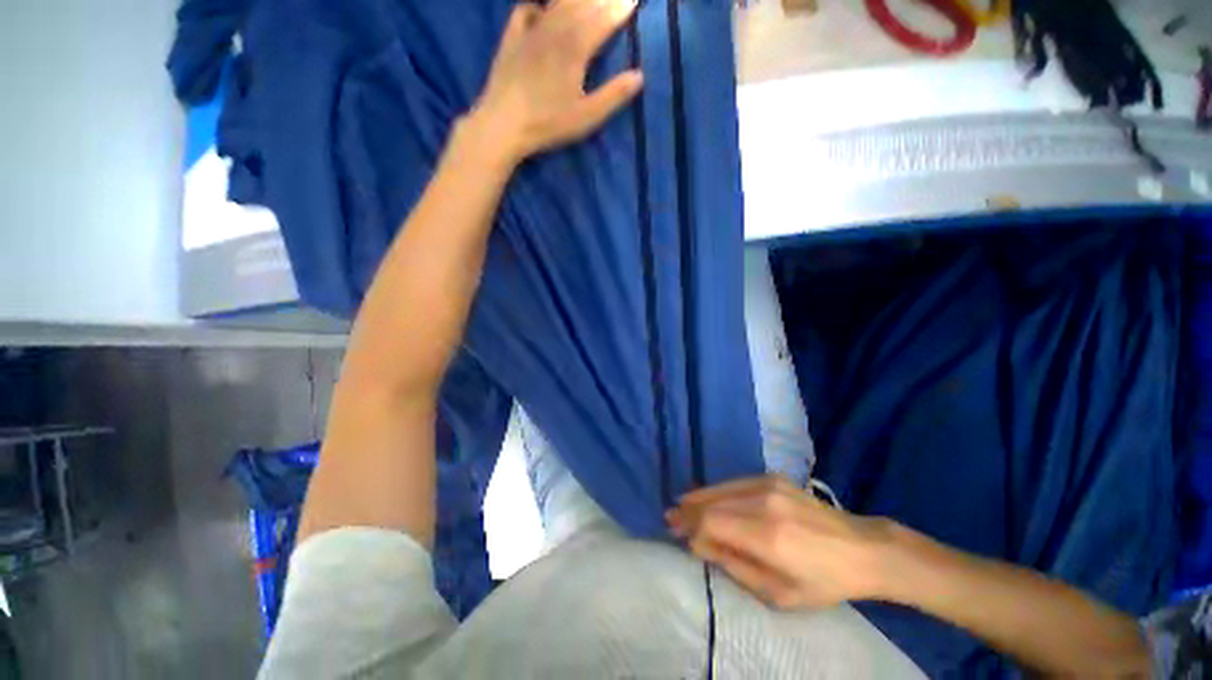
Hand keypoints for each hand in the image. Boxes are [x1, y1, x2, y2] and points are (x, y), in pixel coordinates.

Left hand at [469, 0, 642, 162]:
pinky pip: (525, 11)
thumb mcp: (586, 117)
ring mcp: (530, 31)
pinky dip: (537, 5)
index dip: (620, 9)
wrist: (503, 124)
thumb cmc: (548, 123)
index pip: (603, 20)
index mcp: (575, 48)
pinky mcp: (511, 39)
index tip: (634, 0)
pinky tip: (542, 8)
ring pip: (557, 4)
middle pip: (582, 5)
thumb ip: (614, 96)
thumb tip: (639, 76)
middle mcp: (554, 30)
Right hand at [668, 475, 895, 609]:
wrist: (861, 548)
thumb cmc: (822, 581)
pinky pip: (734, 483)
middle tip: (670, 518)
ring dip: (698, 497)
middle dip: (688, 510)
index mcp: (768, 536)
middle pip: (713, 502)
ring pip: (720, 488)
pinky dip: (716, 490)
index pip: (713, 524)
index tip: (677, 534)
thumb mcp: (779, 593)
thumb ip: (735, 566)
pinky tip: (706, 496)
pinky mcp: (772, 477)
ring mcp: (768, 485)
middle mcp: (764, 502)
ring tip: (680, 505)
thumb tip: (699, 545)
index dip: (691, 528)